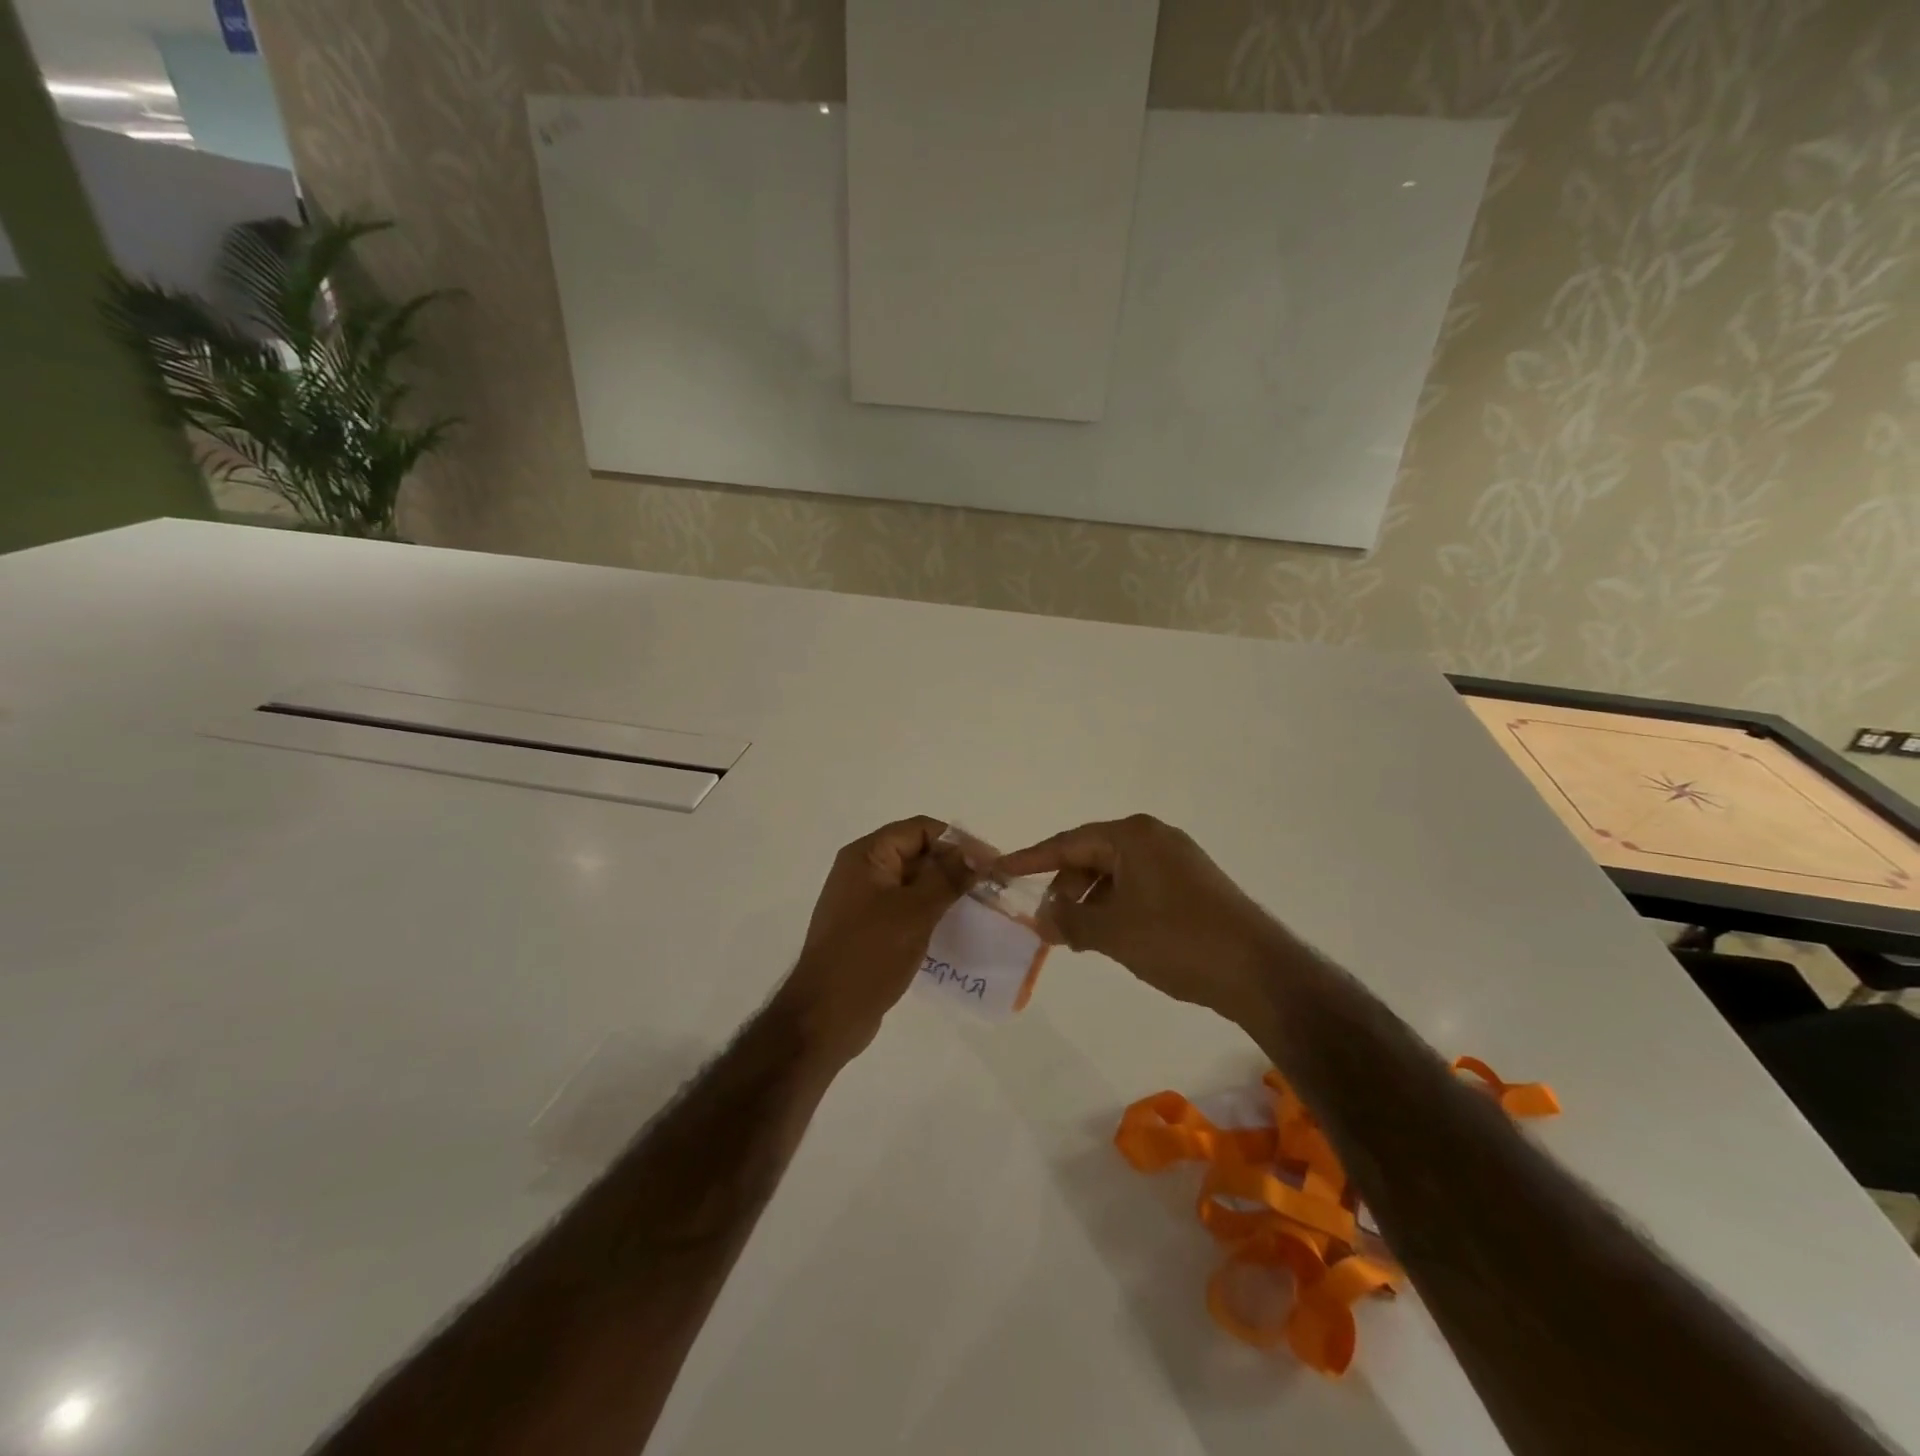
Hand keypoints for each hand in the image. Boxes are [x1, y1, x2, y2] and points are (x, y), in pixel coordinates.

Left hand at [777, 816, 974, 1063]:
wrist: (825, 1016)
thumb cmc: (869, 954)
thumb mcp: (915, 911)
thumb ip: (947, 877)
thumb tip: (977, 852)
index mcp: (867, 855)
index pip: (920, 829)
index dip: (957, 841)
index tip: (990, 863)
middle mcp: (862, 871)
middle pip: (917, 854)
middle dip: (954, 867)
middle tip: (992, 888)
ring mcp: (864, 902)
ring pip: (914, 884)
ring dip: (946, 892)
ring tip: (981, 909)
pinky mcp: (869, 930)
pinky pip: (906, 910)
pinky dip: (930, 914)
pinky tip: (955, 930)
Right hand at [995, 815, 1286, 1027]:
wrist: (1258, 970)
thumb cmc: (1177, 940)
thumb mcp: (1112, 932)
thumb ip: (1069, 921)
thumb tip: (1043, 919)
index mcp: (1132, 836)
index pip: (1067, 843)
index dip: (1029, 859)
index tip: (999, 869)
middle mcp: (1154, 837)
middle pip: (1091, 856)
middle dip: (1064, 888)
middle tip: (1049, 924)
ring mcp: (1177, 859)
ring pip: (1115, 874)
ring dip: (1090, 901)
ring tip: (1079, 938)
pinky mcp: (1192, 883)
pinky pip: (1138, 886)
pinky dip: (1116, 906)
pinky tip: (1112, 935)